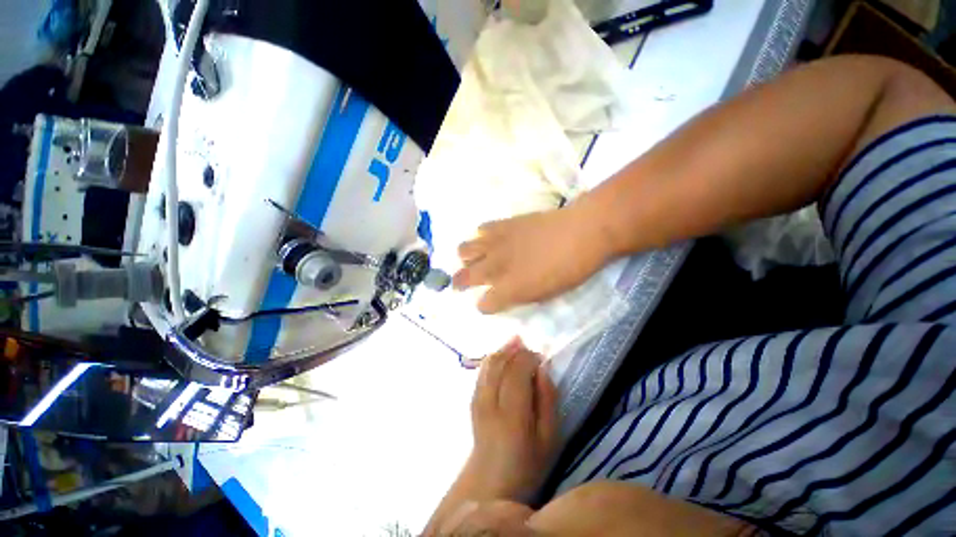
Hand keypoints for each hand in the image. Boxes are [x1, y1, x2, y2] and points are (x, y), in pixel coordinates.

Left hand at [423, 340, 558, 535]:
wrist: (490, 480)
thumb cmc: (527, 464)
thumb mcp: (549, 438)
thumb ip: (547, 400)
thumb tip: (542, 368)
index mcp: (512, 415)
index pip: (517, 371)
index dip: (529, 357)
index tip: (542, 357)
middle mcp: (490, 401)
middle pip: (501, 362)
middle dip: (517, 350)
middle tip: (531, 348)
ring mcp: (477, 399)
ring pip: (489, 363)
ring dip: (504, 349)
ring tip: (518, 343)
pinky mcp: (472, 398)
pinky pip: (482, 369)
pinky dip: (494, 357)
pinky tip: (503, 355)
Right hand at [452, 204, 609, 313]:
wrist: (581, 232)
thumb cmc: (570, 269)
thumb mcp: (546, 294)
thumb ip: (520, 296)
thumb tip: (505, 295)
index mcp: (508, 289)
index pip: (484, 305)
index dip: (486, 306)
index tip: (490, 303)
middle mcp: (495, 267)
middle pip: (463, 277)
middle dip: (459, 283)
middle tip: (461, 285)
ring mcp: (496, 243)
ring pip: (464, 250)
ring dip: (466, 258)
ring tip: (474, 259)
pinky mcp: (503, 224)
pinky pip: (481, 229)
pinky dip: (481, 237)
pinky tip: (491, 240)